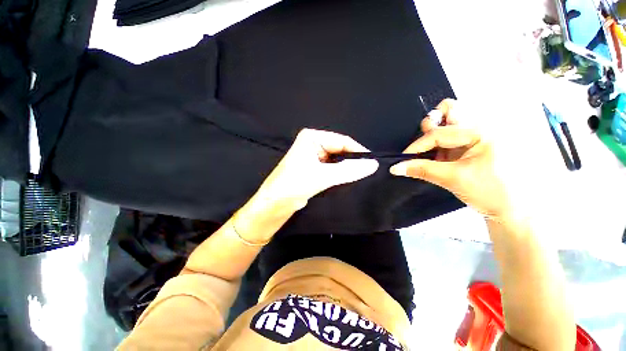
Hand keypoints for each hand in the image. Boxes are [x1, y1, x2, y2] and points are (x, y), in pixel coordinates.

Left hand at [255, 128, 378, 210]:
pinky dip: (340, 174)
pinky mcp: (313, 169)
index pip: (342, 141)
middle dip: (353, 161)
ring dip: (347, 169)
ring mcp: (313, 157)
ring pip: (336, 161)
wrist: (274, 205)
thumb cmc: (294, 185)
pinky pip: (331, 169)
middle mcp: (312, 144)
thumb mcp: (322, 176)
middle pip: (340, 150)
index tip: (373, 163)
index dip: (358, 151)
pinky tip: (349, 180)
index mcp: (312, 138)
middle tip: (369, 172)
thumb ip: (348, 171)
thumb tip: (373, 164)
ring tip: (362, 177)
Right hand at [389, 99, 512, 220]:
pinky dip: (436, 143)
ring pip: (448, 121)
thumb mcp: (453, 179)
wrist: (511, 208)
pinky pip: (448, 135)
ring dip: (433, 133)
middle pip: (449, 109)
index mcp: (481, 132)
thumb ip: (422, 170)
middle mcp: (479, 127)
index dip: (417, 146)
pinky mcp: (470, 144)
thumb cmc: (490, 192)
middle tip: (424, 145)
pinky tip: (434, 157)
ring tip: (429, 152)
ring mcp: (475, 134)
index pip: (439, 133)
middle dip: (431, 124)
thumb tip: (395, 168)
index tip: (403, 159)